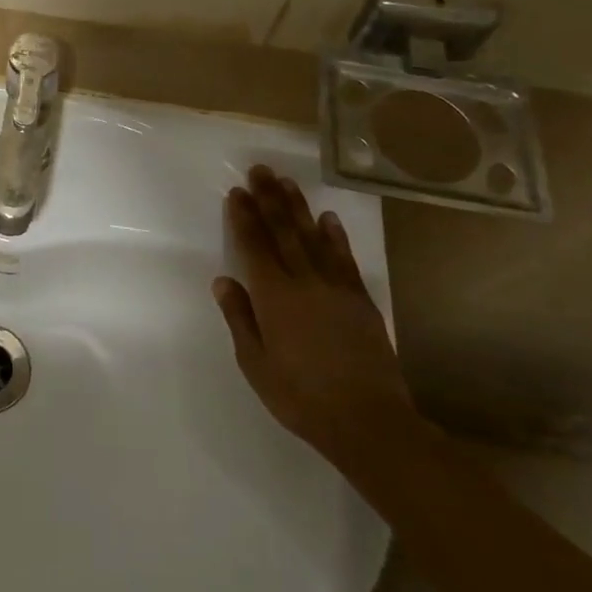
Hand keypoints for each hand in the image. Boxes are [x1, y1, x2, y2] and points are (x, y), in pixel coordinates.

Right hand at [212, 165, 415, 448]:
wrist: (368, 421)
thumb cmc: (301, 397)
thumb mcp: (255, 364)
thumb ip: (240, 318)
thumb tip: (223, 280)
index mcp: (274, 297)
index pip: (254, 246)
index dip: (244, 217)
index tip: (236, 192)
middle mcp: (304, 282)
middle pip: (283, 232)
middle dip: (269, 199)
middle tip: (260, 170)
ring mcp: (336, 288)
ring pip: (313, 238)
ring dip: (298, 208)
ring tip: (286, 183)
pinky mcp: (360, 300)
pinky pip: (344, 259)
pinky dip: (335, 236)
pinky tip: (327, 218)